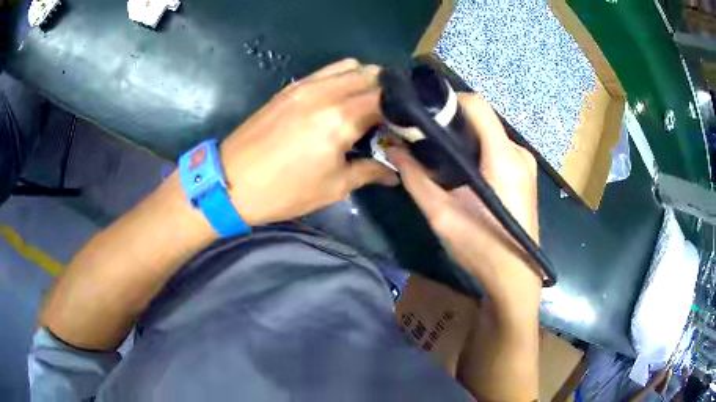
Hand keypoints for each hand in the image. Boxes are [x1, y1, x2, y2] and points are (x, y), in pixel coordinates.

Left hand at [220, 59, 396, 225]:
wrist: (231, 182)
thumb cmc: (284, 191)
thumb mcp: (333, 187)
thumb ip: (369, 172)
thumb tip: (394, 173)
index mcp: (341, 119)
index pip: (387, 99)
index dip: (402, 111)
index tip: (405, 126)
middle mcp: (326, 93)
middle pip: (371, 75)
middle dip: (387, 92)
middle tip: (388, 116)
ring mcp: (306, 86)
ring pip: (349, 67)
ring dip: (365, 81)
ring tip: (365, 105)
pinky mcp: (290, 87)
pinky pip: (326, 71)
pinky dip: (342, 78)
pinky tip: (339, 100)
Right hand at [386, 93, 540, 321]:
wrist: (515, 278)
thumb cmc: (482, 250)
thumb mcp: (442, 216)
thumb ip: (416, 179)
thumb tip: (393, 150)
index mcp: (503, 158)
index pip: (477, 105)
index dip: (449, 101)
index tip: (424, 115)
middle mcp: (518, 152)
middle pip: (482, 117)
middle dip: (452, 120)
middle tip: (425, 137)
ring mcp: (525, 163)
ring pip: (489, 132)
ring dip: (465, 136)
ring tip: (440, 153)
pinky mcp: (525, 174)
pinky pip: (498, 147)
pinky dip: (478, 148)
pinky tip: (462, 168)